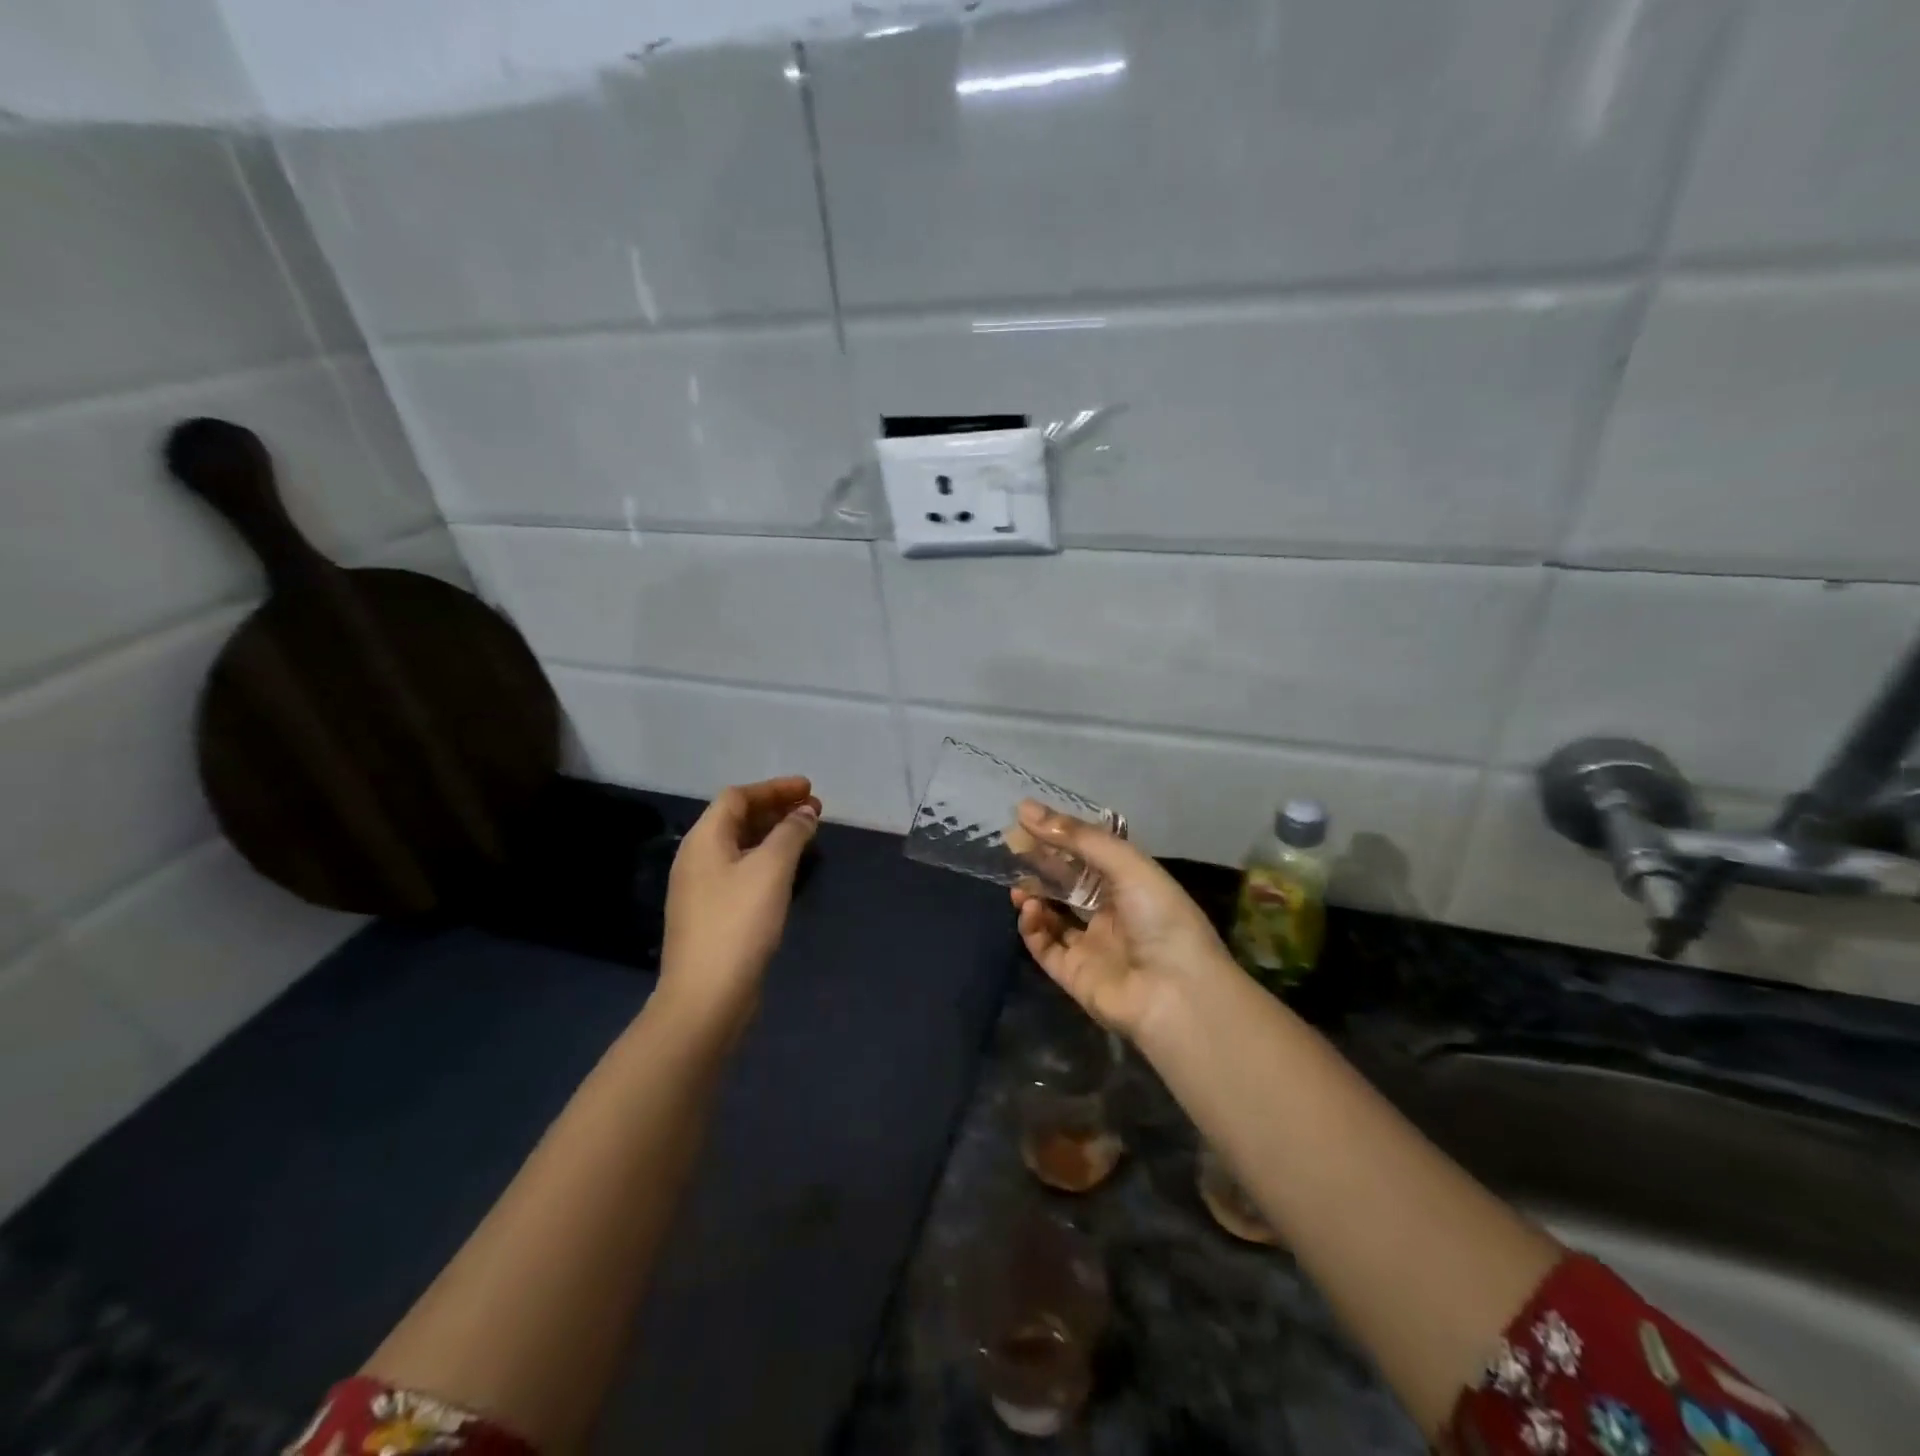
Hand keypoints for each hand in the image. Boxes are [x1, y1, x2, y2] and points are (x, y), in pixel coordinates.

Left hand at [660, 776, 820, 1029]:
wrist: (706, 996)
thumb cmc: (739, 923)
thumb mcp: (771, 869)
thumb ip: (791, 833)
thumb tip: (805, 812)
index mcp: (704, 839)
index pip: (737, 796)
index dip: (774, 788)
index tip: (809, 789)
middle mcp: (697, 858)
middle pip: (736, 819)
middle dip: (776, 810)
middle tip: (814, 811)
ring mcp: (701, 889)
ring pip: (740, 847)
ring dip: (773, 835)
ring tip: (806, 836)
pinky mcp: (711, 915)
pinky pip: (741, 871)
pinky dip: (766, 860)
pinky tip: (787, 872)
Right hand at [1010, 801, 1235, 1045]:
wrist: (1176, 994)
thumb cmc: (1160, 918)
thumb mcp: (1126, 865)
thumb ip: (1079, 837)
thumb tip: (1026, 809)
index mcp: (1132, 885)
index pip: (1089, 854)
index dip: (1060, 837)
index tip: (1026, 819)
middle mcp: (1112, 913)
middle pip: (1068, 884)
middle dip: (1041, 865)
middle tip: (1011, 848)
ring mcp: (1092, 946)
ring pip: (1053, 915)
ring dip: (1034, 897)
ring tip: (1018, 885)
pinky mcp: (1074, 975)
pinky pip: (1045, 948)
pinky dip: (1033, 928)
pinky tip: (1030, 911)